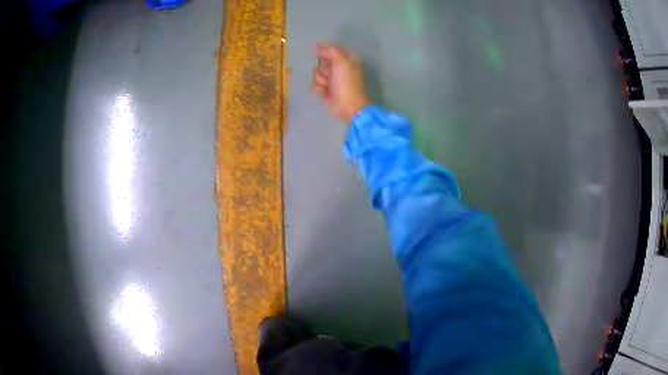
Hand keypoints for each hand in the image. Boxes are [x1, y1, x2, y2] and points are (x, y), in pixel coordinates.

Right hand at [312, 42, 371, 123]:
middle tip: (330, 74)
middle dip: (323, 68)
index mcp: (346, 60)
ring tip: (329, 86)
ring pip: (316, 73)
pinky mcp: (324, 89)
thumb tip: (317, 48)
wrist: (347, 105)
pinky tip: (325, 93)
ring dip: (321, 79)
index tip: (314, 48)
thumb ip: (330, 51)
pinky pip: (314, 84)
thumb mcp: (341, 62)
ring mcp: (331, 79)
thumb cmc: (347, 82)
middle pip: (321, 61)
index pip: (332, 49)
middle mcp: (338, 68)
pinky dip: (319, 88)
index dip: (323, 48)